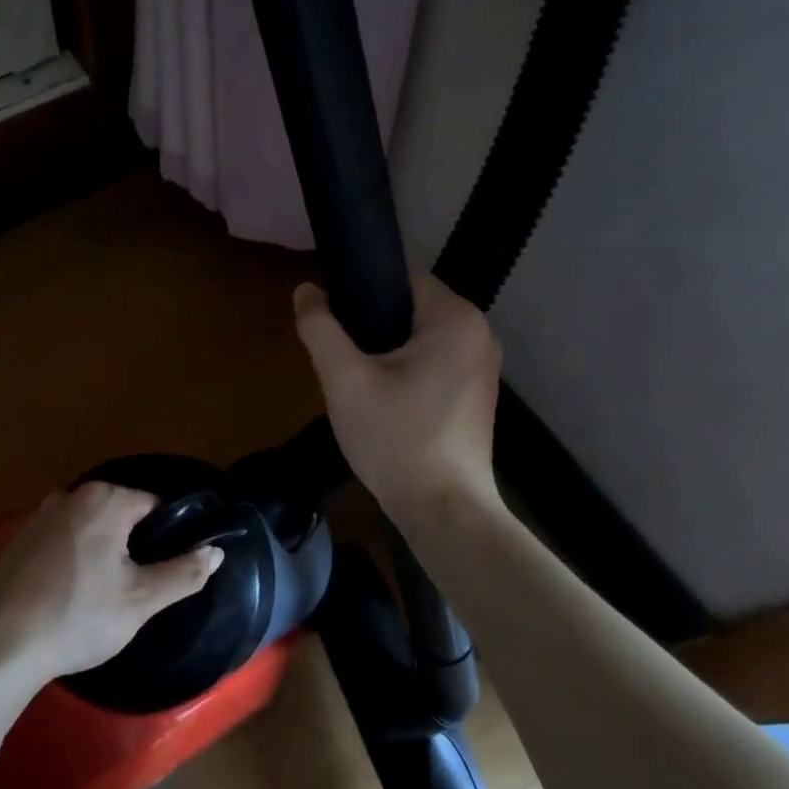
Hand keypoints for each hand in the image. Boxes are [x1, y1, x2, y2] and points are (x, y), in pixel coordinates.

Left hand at [0, 483, 222, 686]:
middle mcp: (71, 495)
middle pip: (121, 513)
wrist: (1, 644)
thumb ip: (184, 573)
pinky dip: (74, 558)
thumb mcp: (141, 601)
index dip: (168, 536)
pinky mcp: (19, 539)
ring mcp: (40, 515)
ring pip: (90, 527)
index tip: (169, 569)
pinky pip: (62, 540)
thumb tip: (216, 551)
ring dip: (104, 551)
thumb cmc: (79, 617)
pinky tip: (71, 594)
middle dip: (134, 544)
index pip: (154, 505)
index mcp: (105, 499)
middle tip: (138, 588)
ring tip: (106, 594)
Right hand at [293, 273, 505, 524]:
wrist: (443, 511)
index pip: (401, 276)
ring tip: (354, 379)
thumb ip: (320, 328)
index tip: (332, 319)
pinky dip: (406, 371)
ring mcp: (482, 368)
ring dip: (386, 350)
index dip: (361, 290)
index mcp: (455, 318)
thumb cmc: (396, 438)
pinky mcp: (476, 396)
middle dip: (371, 324)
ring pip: (420, 338)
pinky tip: (382, 401)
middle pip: (410, 307)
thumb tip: (305, 289)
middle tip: (338, 357)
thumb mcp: (344, 379)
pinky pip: (433, 364)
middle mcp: (479, 334)